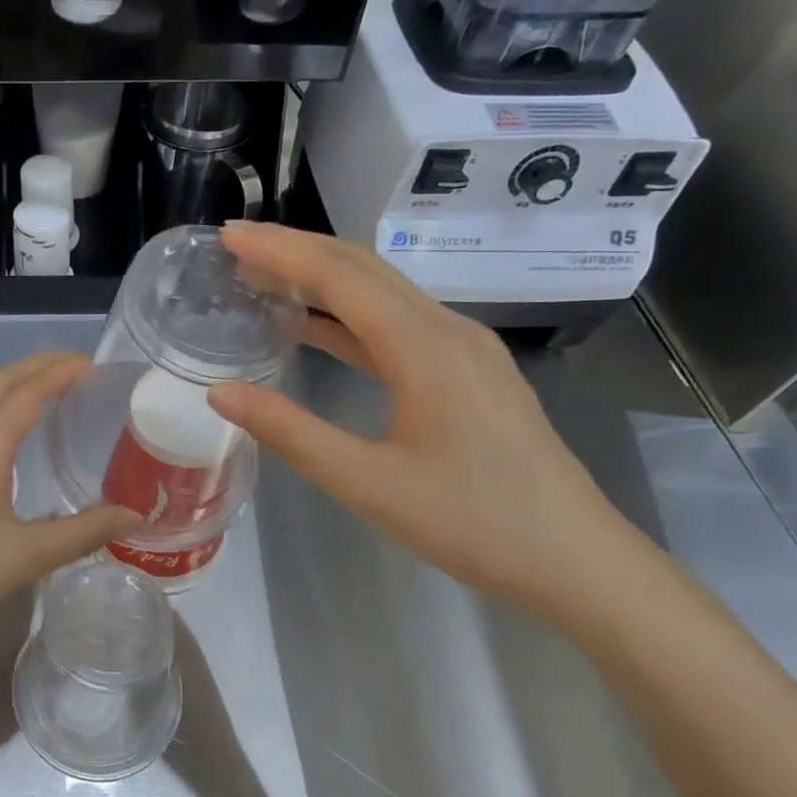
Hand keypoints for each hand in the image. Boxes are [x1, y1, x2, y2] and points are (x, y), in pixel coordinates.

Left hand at [0, 353, 139, 665]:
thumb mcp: (25, 555)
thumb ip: (82, 533)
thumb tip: (132, 517)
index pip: (28, 393)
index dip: (59, 373)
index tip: (90, 362)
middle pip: (0, 385)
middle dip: (37, 366)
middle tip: (74, 363)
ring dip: (14, 387)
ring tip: (46, 390)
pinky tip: (7, 439)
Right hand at [207, 223, 653, 631]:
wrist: (575, 561)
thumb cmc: (472, 522)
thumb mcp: (367, 483)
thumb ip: (290, 432)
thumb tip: (221, 391)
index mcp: (424, 347)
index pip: (339, 276)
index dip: (279, 251)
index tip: (228, 235)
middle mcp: (447, 330)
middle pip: (362, 268)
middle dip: (296, 250)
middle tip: (236, 246)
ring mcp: (463, 349)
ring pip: (382, 293)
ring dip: (321, 278)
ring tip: (263, 278)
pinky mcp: (468, 371)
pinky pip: (397, 324)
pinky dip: (347, 316)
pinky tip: (313, 329)